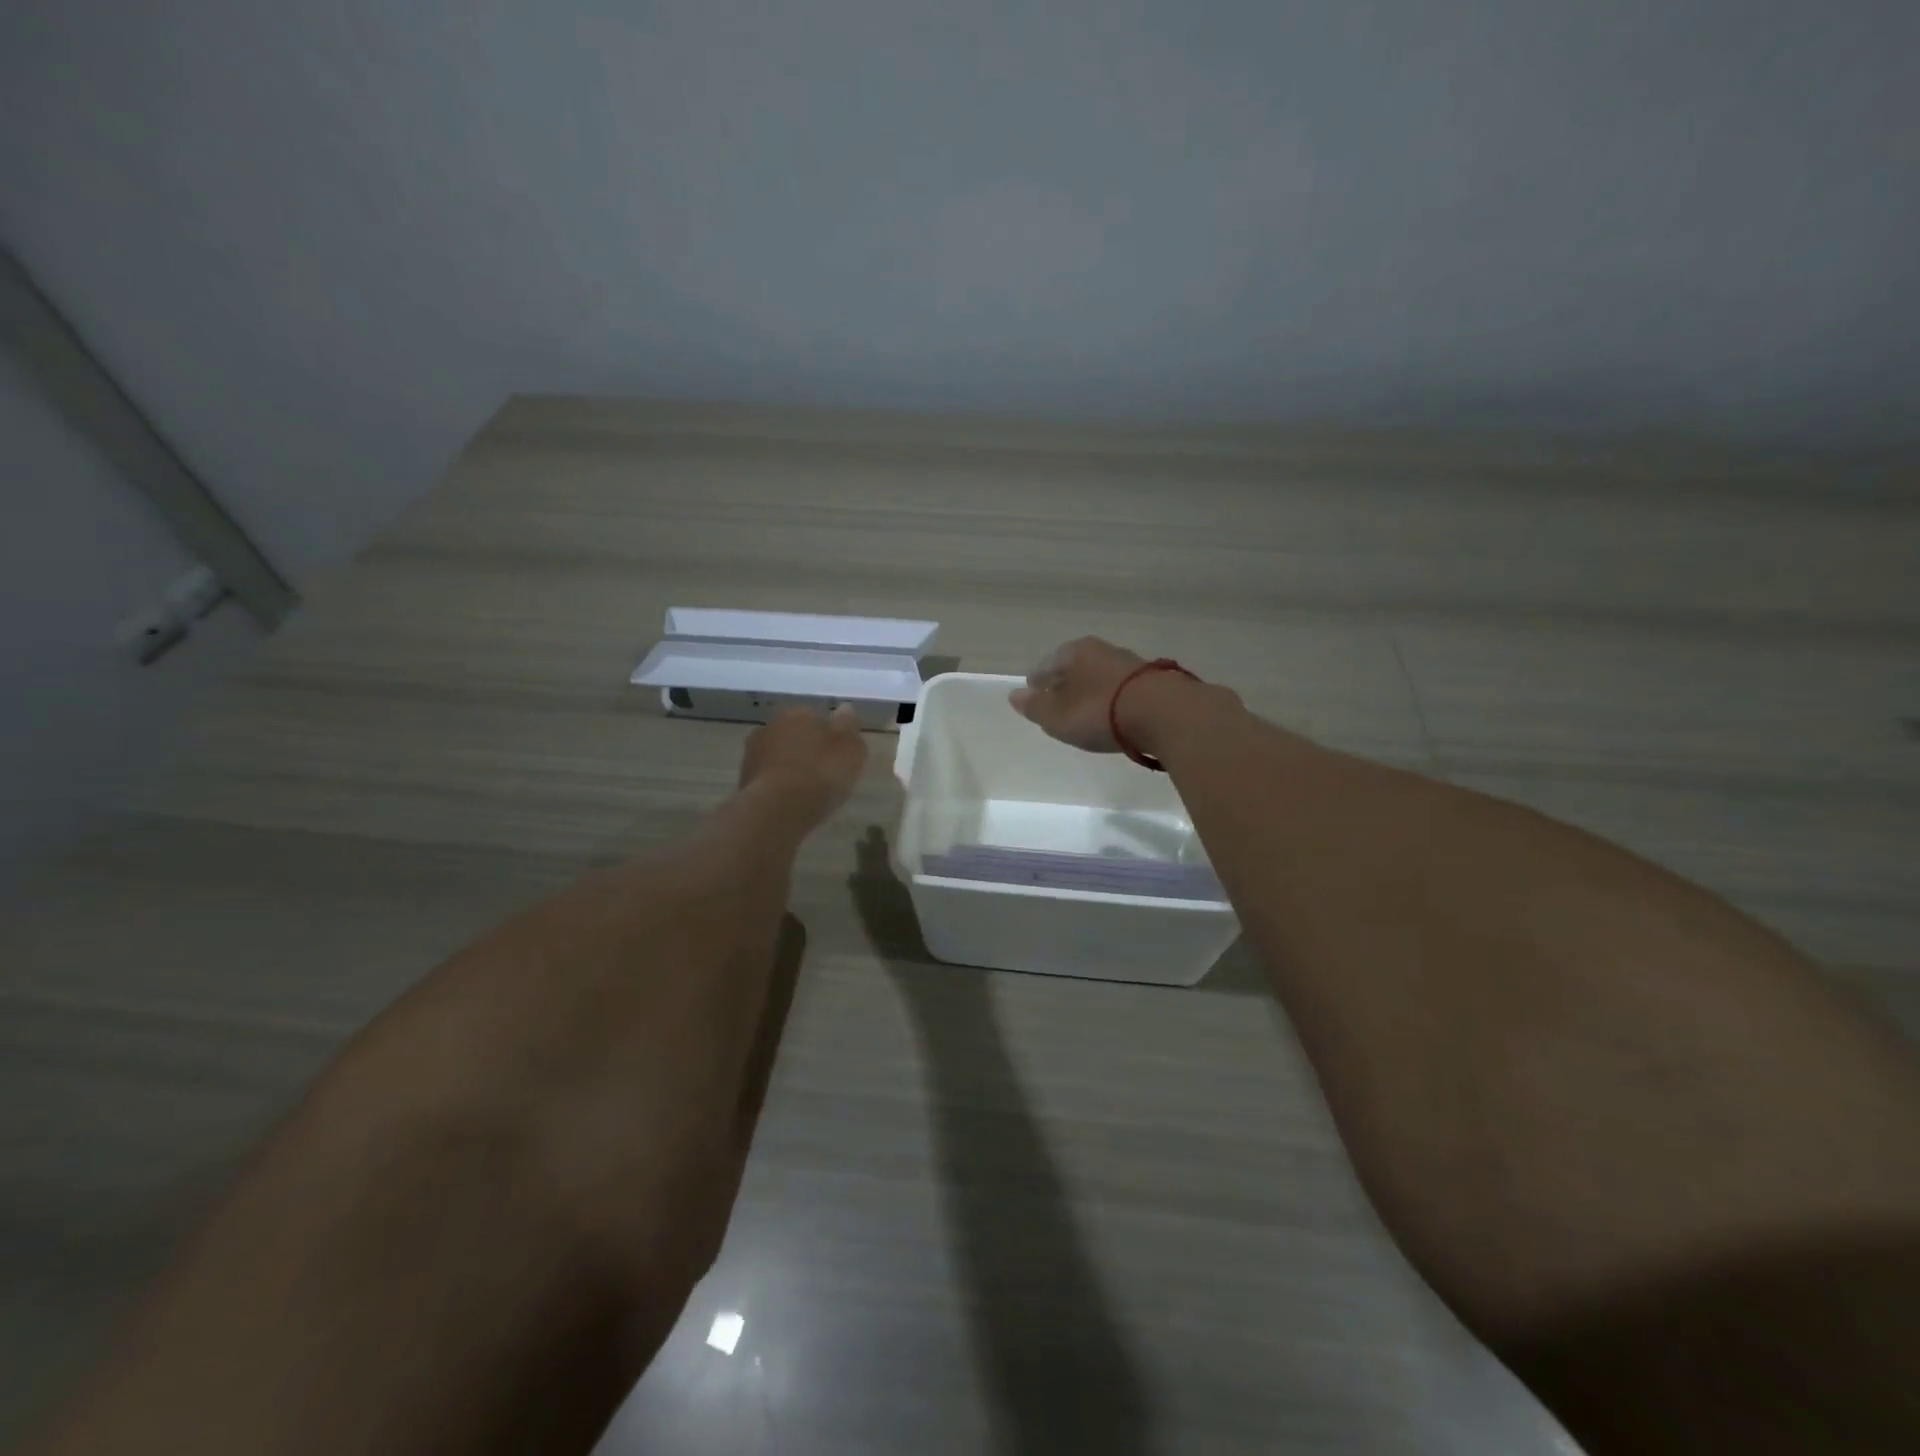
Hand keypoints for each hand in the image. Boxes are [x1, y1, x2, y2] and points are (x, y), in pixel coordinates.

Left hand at [739, 704, 867, 820]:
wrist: (778, 808)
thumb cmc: (821, 773)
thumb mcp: (851, 749)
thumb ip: (849, 727)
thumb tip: (845, 709)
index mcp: (798, 713)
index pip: (817, 718)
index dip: (830, 737)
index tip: (839, 756)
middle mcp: (771, 726)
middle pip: (795, 736)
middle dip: (807, 750)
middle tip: (824, 774)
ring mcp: (752, 753)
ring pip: (779, 757)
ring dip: (790, 768)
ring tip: (808, 791)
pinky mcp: (743, 780)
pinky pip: (769, 779)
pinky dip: (779, 786)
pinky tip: (791, 802)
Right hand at [1008, 637, 1148, 752]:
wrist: (1163, 713)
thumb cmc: (1099, 712)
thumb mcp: (1058, 716)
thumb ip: (1035, 707)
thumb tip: (1014, 696)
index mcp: (1073, 652)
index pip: (1046, 665)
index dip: (1036, 681)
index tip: (1032, 693)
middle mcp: (1101, 650)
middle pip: (1074, 667)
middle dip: (1064, 684)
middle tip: (1056, 703)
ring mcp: (1130, 663)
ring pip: (1099, 676)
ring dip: (1090, 691)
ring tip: (1084, 711)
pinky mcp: (1153, 680)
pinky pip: (1120, 689)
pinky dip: (1111, 699)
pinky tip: (1112, 713)